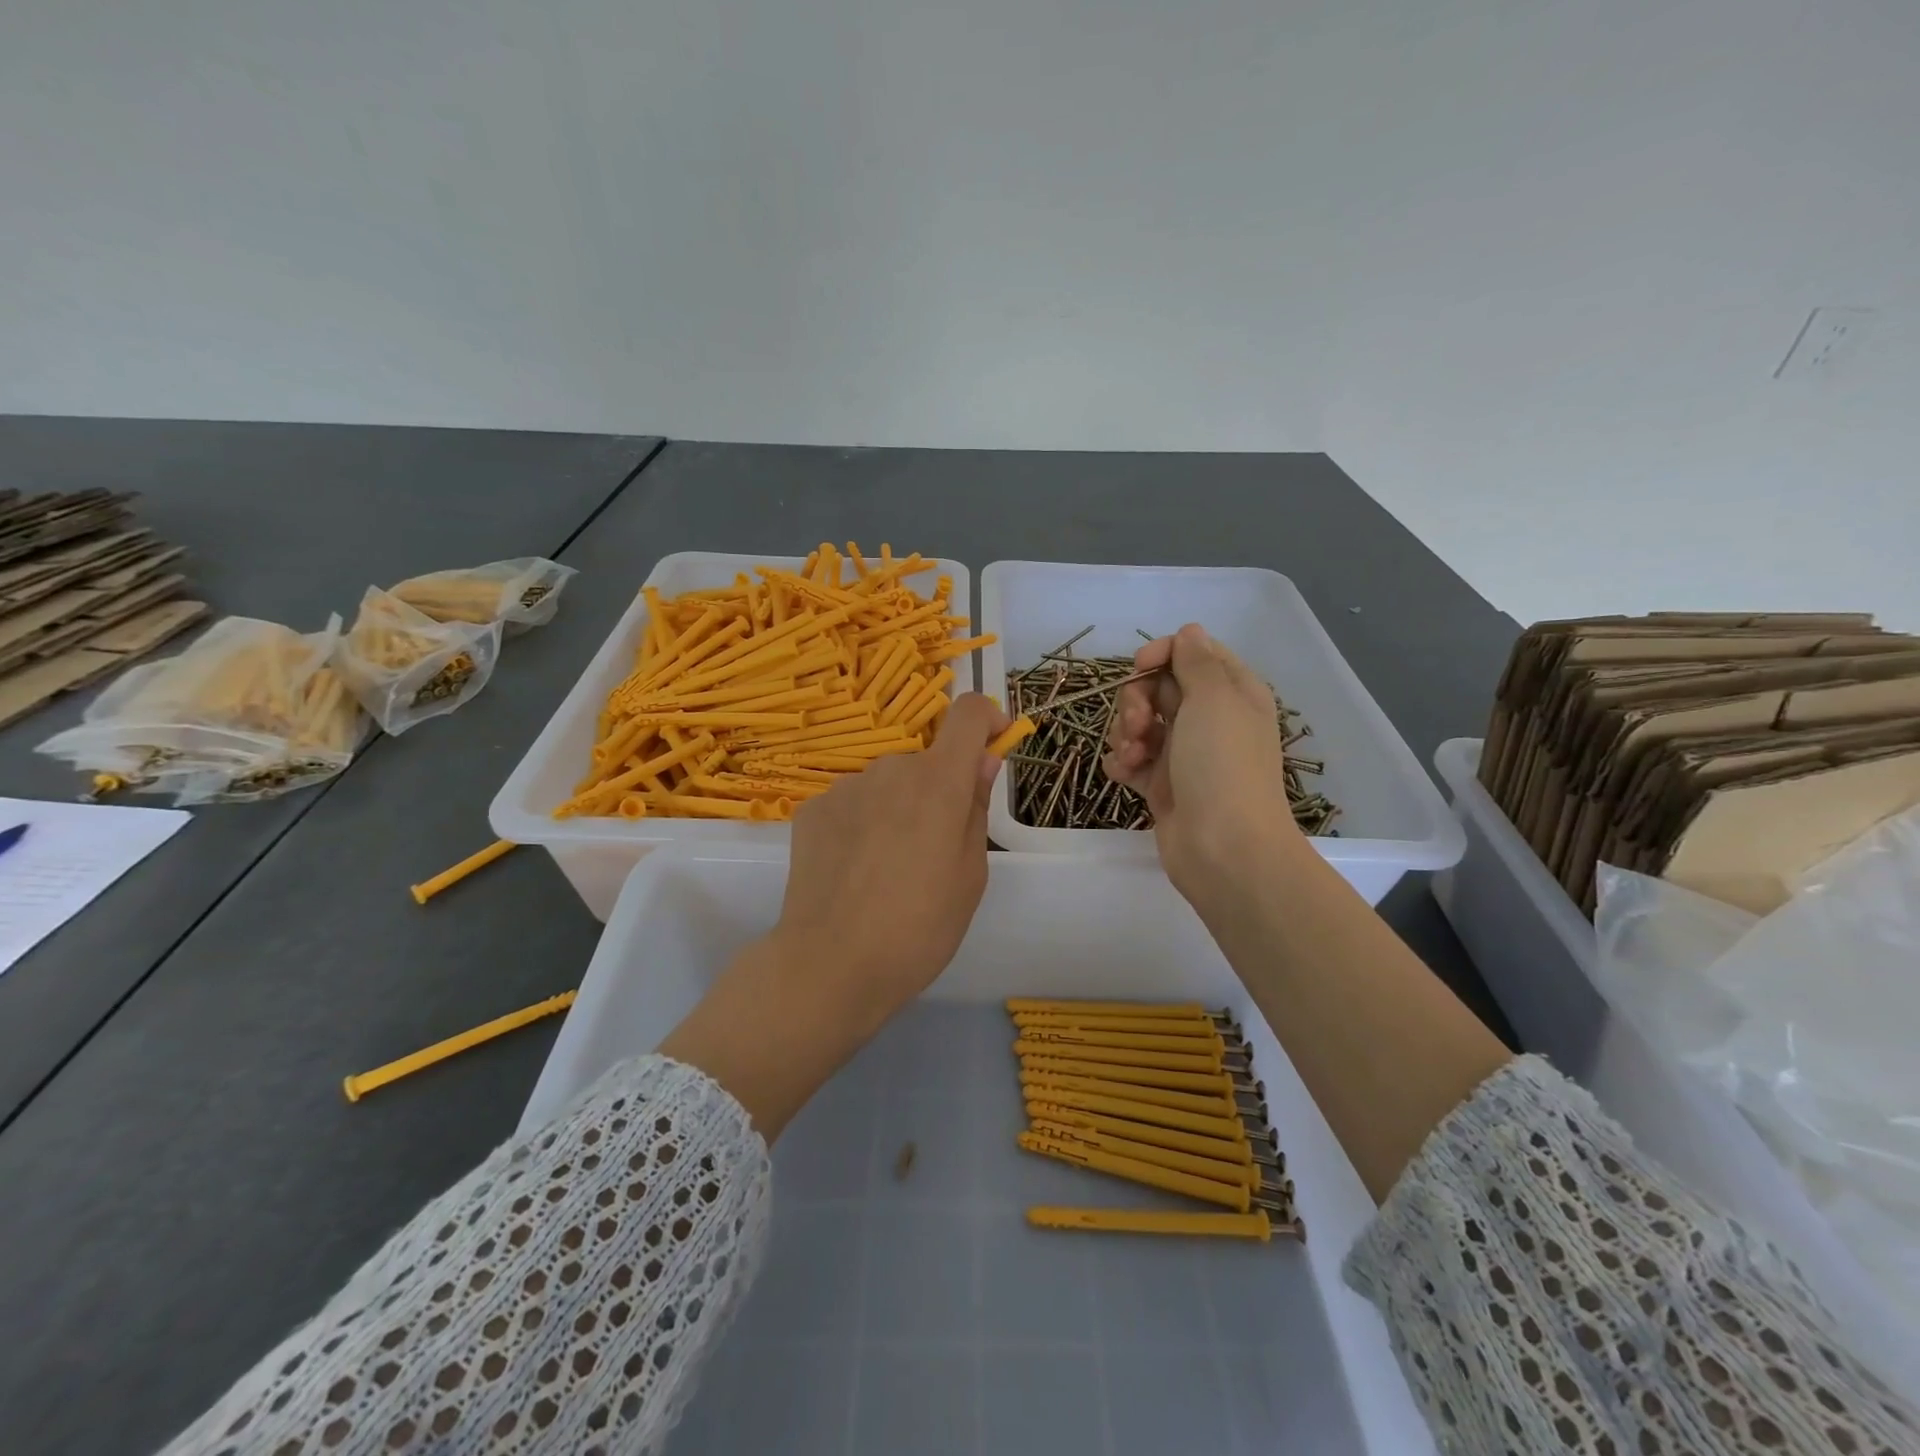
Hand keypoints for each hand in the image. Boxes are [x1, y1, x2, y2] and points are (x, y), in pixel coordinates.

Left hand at [659, 693, 1008, 1137]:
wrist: (830, 964)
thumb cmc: (919, 928)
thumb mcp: (970, 875)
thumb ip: (976, 807)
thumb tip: (982, 762)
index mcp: (938, 782)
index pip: (966, 713)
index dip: (985, 718)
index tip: (991, 745)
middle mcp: (890, 769)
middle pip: (925, 760)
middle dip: (937, 789)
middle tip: (933, 847)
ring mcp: (846, 787)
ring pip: (886, 783)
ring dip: (897, 807)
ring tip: (888, 867)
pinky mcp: (812, 808)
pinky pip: (852, 802)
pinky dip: (862, 822)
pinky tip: (853, 870)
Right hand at [1103, 623, 1300, 907]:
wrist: (1224, 849)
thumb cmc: (1222, 766)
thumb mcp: (1214, 699)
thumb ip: (1196, 661)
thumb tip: (1189, 632)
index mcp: (1231, 692)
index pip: (1189, 653)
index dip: (1160, 655)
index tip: (1140, 667)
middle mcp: (1209, 718)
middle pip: (1156, 687)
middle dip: (1136, 700)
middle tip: (1138, 724)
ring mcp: (1184, 753)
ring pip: (1138, 722)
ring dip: (1125, 733)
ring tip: (1132, 757)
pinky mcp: (1162, 784)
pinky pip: (1130, 758)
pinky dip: (1122, 761)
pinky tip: (1124, 774)